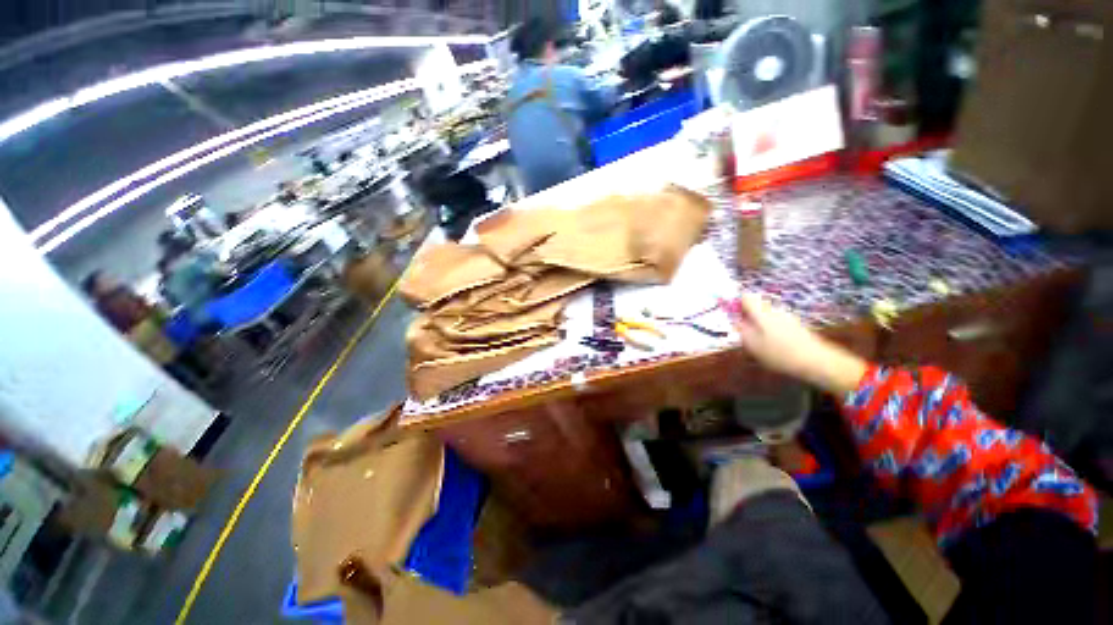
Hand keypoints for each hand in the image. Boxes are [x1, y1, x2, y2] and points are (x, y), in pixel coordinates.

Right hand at [724, 293, 867, 395]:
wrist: (816, 361)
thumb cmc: (779, 353)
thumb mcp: (752, 344)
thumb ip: (740, 329)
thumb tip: (733, 319)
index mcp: (761, 311)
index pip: (745, 296)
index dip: (735, 303)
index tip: (731, 316)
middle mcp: (774, 309)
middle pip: (755, 304)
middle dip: (745, 314)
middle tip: (742, 331)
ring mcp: (786, 316)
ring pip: (765, 313)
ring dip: (757, 323)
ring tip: (756, 341)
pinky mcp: (795, 325)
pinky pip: (775, 321)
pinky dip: (768, 329)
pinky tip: (772, 345)